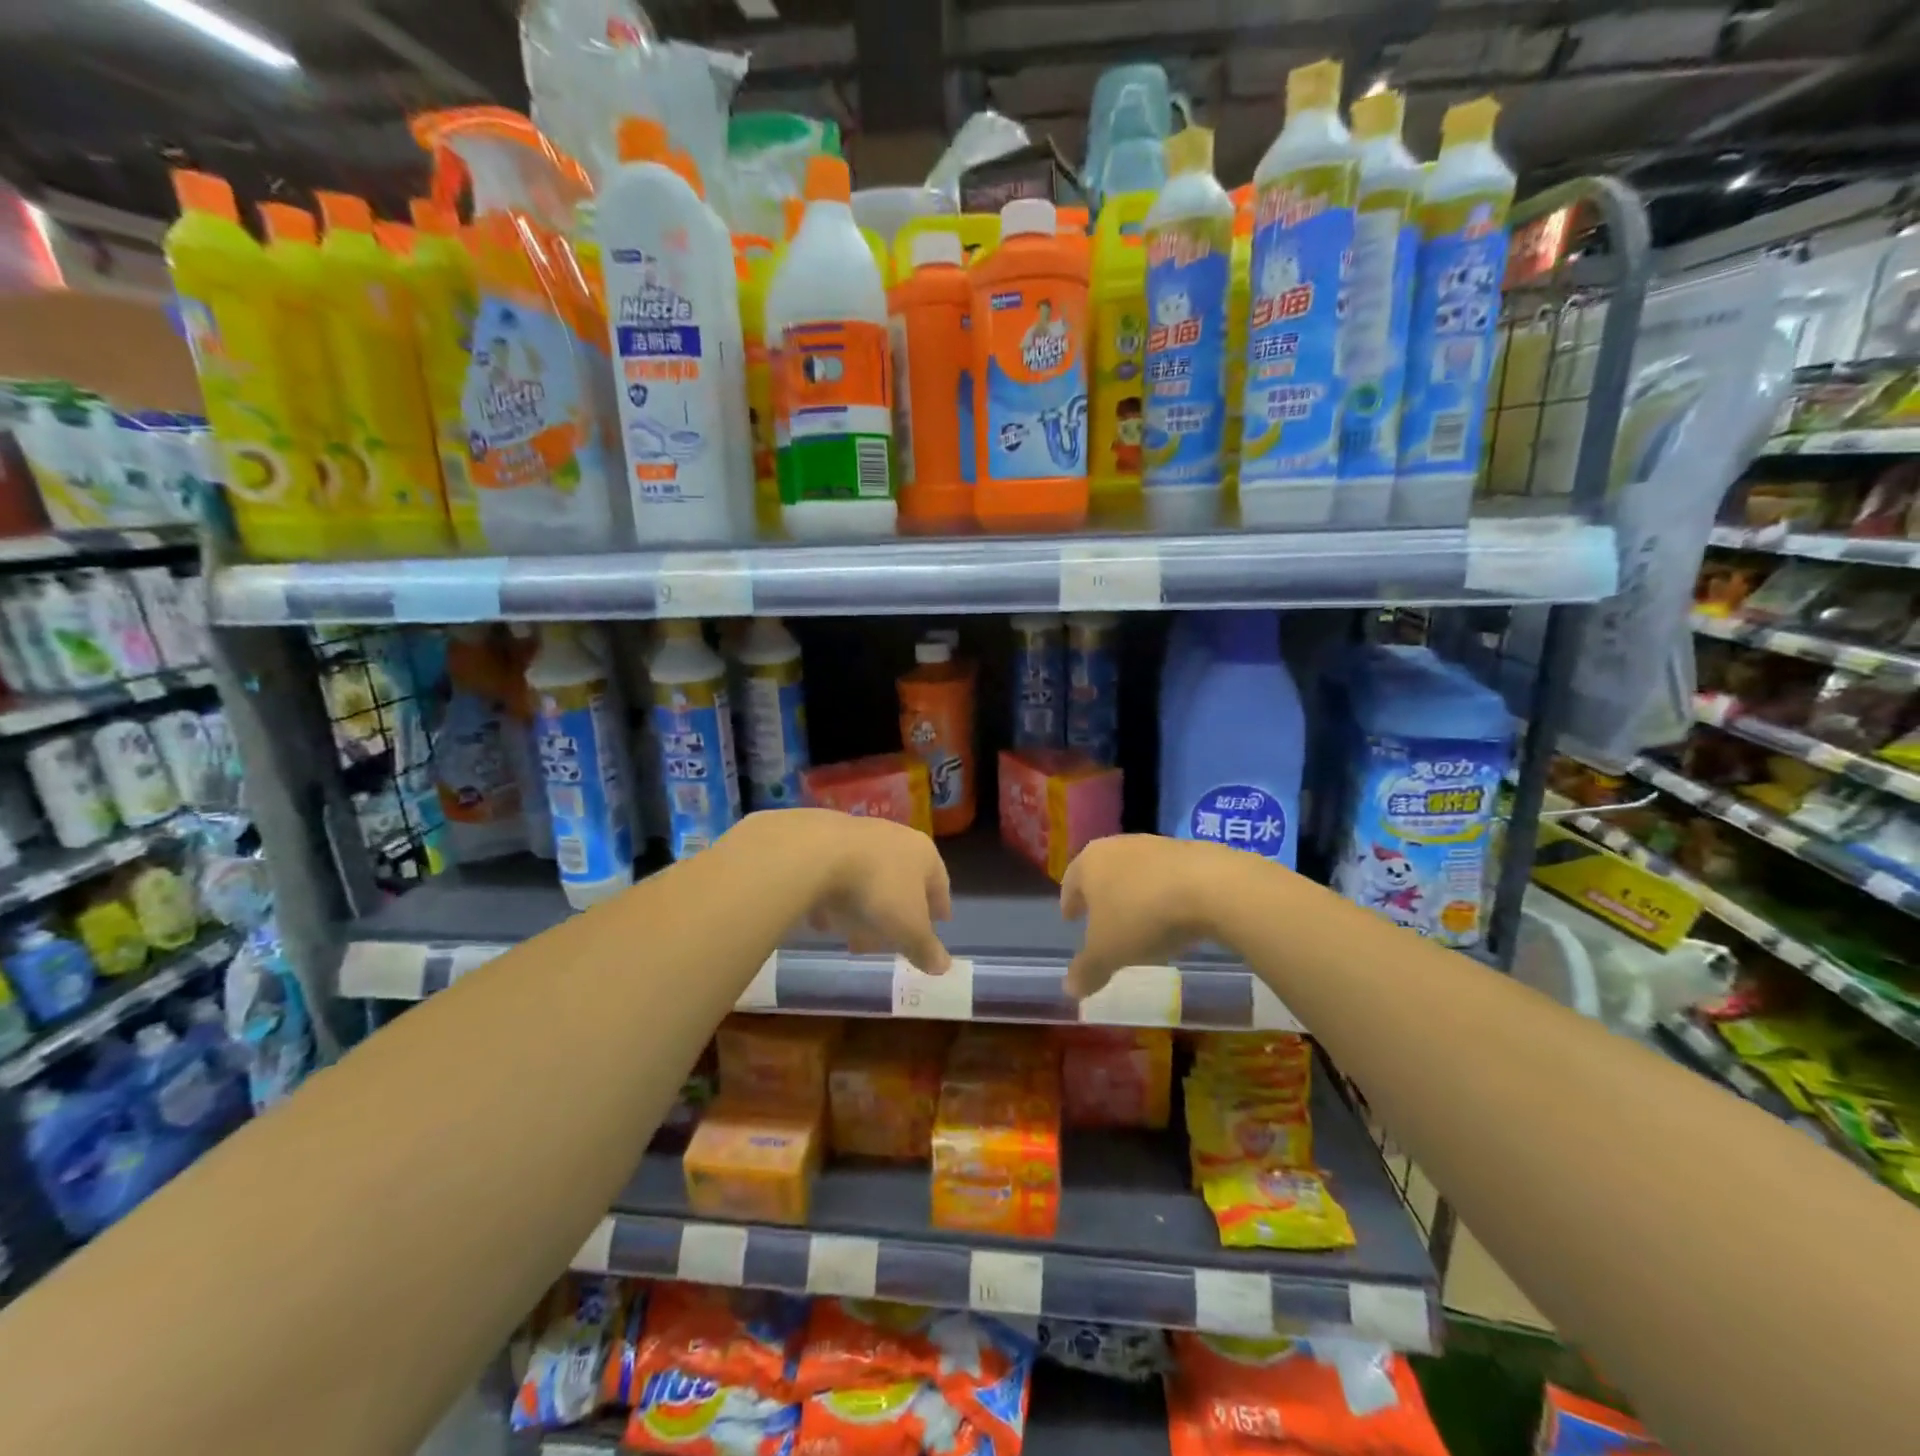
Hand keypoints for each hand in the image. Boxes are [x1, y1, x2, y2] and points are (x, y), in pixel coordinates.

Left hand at [746, 809, 952, 973]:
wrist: (817, 853)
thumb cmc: (877, 890)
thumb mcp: (907, 928)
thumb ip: (925, 948)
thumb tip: (943, 966)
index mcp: (924, 854)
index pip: (940, 883)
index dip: (939, 907)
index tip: (939, 924)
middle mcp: (895, 837)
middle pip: (902, 881)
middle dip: (898, 914)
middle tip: (891, 942)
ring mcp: (859, 835)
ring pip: (868, 878)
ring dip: (864, 907)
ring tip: (853, 936)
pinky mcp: (825, 839)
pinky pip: (836, 876)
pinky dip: (834, 898)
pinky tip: (823, 920)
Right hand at [1060, 835, 1218, 998]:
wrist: (1210, 886)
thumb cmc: (1143, 917)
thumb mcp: (1109, 953)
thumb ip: (1087, 970)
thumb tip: (1069, 989)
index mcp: (1089, 863)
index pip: (1070, 882)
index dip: (1069, 903)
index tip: (1070, 918)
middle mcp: (1117, 846)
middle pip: (1101, 871)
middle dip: (1099, 895)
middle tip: (1099, 917)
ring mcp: (1154, 844)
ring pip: (1134, 870)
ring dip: (1132, 892)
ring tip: (1138, 918)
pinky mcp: (1189, 850)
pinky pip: (1165, 874)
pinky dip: (1161, 891)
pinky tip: (1171, 913)